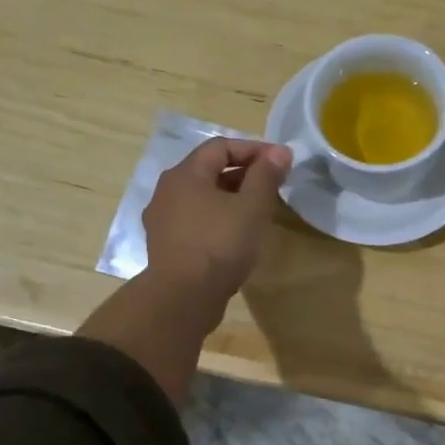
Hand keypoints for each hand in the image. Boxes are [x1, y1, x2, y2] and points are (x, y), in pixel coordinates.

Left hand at [143, 138, 291, 304]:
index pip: (221, 147)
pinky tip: (236, 235)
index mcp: (185, 174)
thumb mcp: (252, 207)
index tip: (282, 162)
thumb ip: (266, 176)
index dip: (254, 149)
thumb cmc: (220, 244)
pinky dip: (218, 219)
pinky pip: (196, 221)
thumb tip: (279, 152)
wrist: (183, 298)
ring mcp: (163, 220)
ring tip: (258, 211)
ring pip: (202, 198)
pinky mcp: (166, 245)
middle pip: (209, 170)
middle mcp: (167, 191)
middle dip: (244, 173)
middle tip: (273, 186)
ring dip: (231, 198)